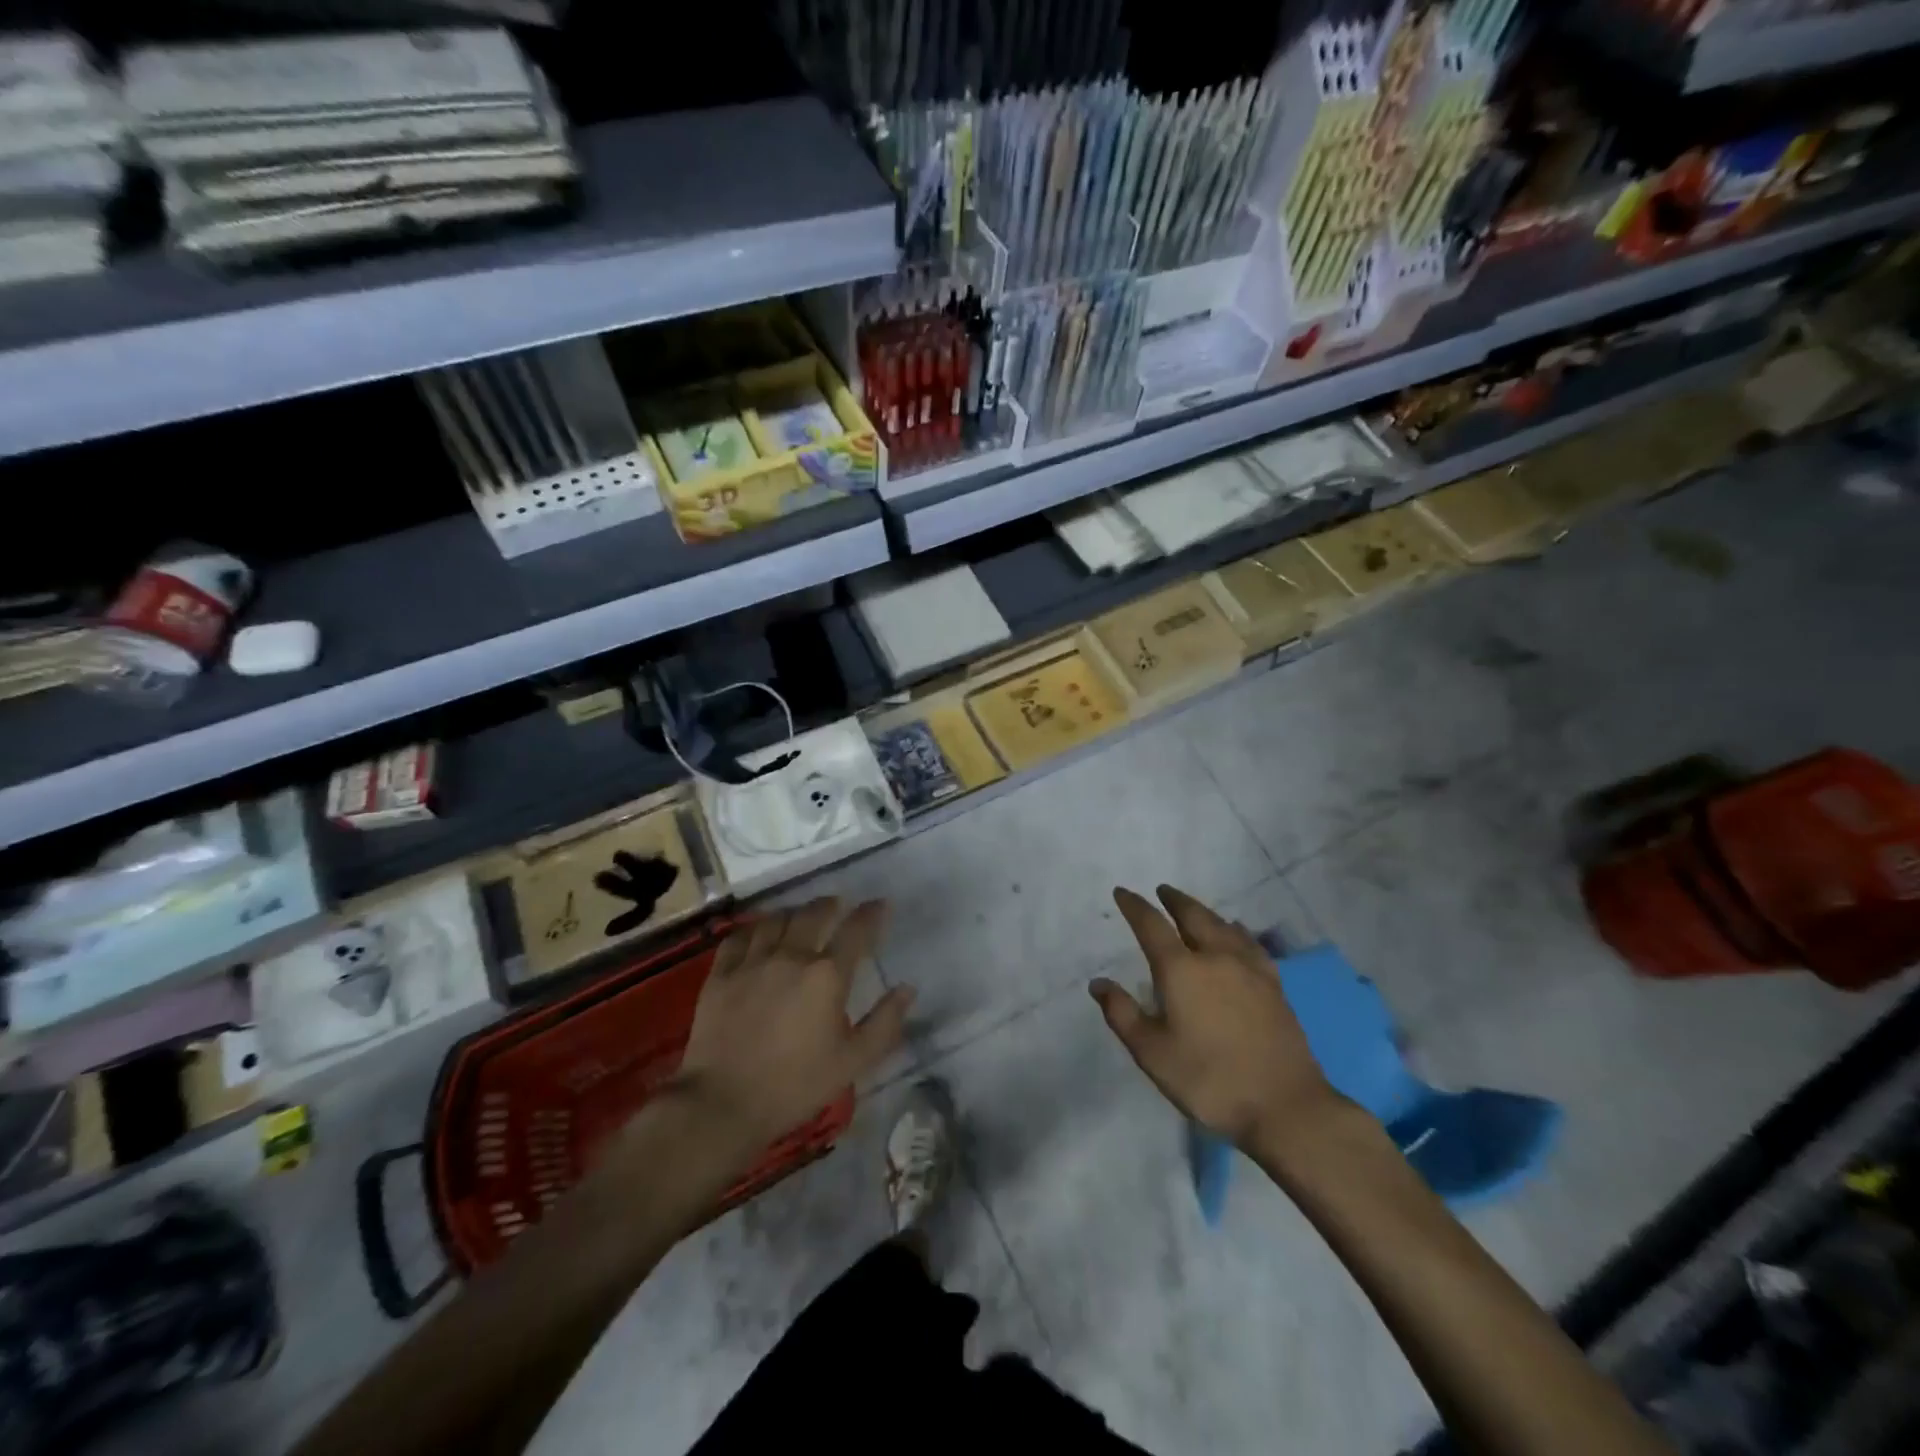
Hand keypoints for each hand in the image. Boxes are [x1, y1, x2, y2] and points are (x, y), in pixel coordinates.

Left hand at [674, 898, 911, 1150]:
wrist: (723, 1103)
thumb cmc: (796, 1085)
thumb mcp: (852, 1062)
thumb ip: (885, 1023)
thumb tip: (908, 988)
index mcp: (827, 975)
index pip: (856, 930)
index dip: (872, 913)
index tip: (880, 904)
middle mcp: (792, 956)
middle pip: (814, 914)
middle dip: (830, 905)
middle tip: (838, 904)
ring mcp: (752, 962)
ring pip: (776, 919)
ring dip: (793, 913)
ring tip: (799, 916)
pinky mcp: (720, 974)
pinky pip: (738, 937)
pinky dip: (753, 929)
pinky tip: (758, 933)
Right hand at [1091, 885, 1342, 1154]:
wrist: (1285, 1105)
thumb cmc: (1209, 1080)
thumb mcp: (1152, 1054)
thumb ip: (1122, 1014)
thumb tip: (1098, 983)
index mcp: (1181, 970)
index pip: (1151, 926)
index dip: (1134, 906)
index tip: (1122, 893)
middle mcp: (1215, 957)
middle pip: (1193, 915)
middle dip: (1174, 900)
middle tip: (1162, 891)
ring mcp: (1249, 969)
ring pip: (1223, 925)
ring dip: (1203, 911)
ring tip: (1193, 909)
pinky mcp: (1274, 985)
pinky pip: (1250, 943)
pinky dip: (1236, 930)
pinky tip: (1237, 933)